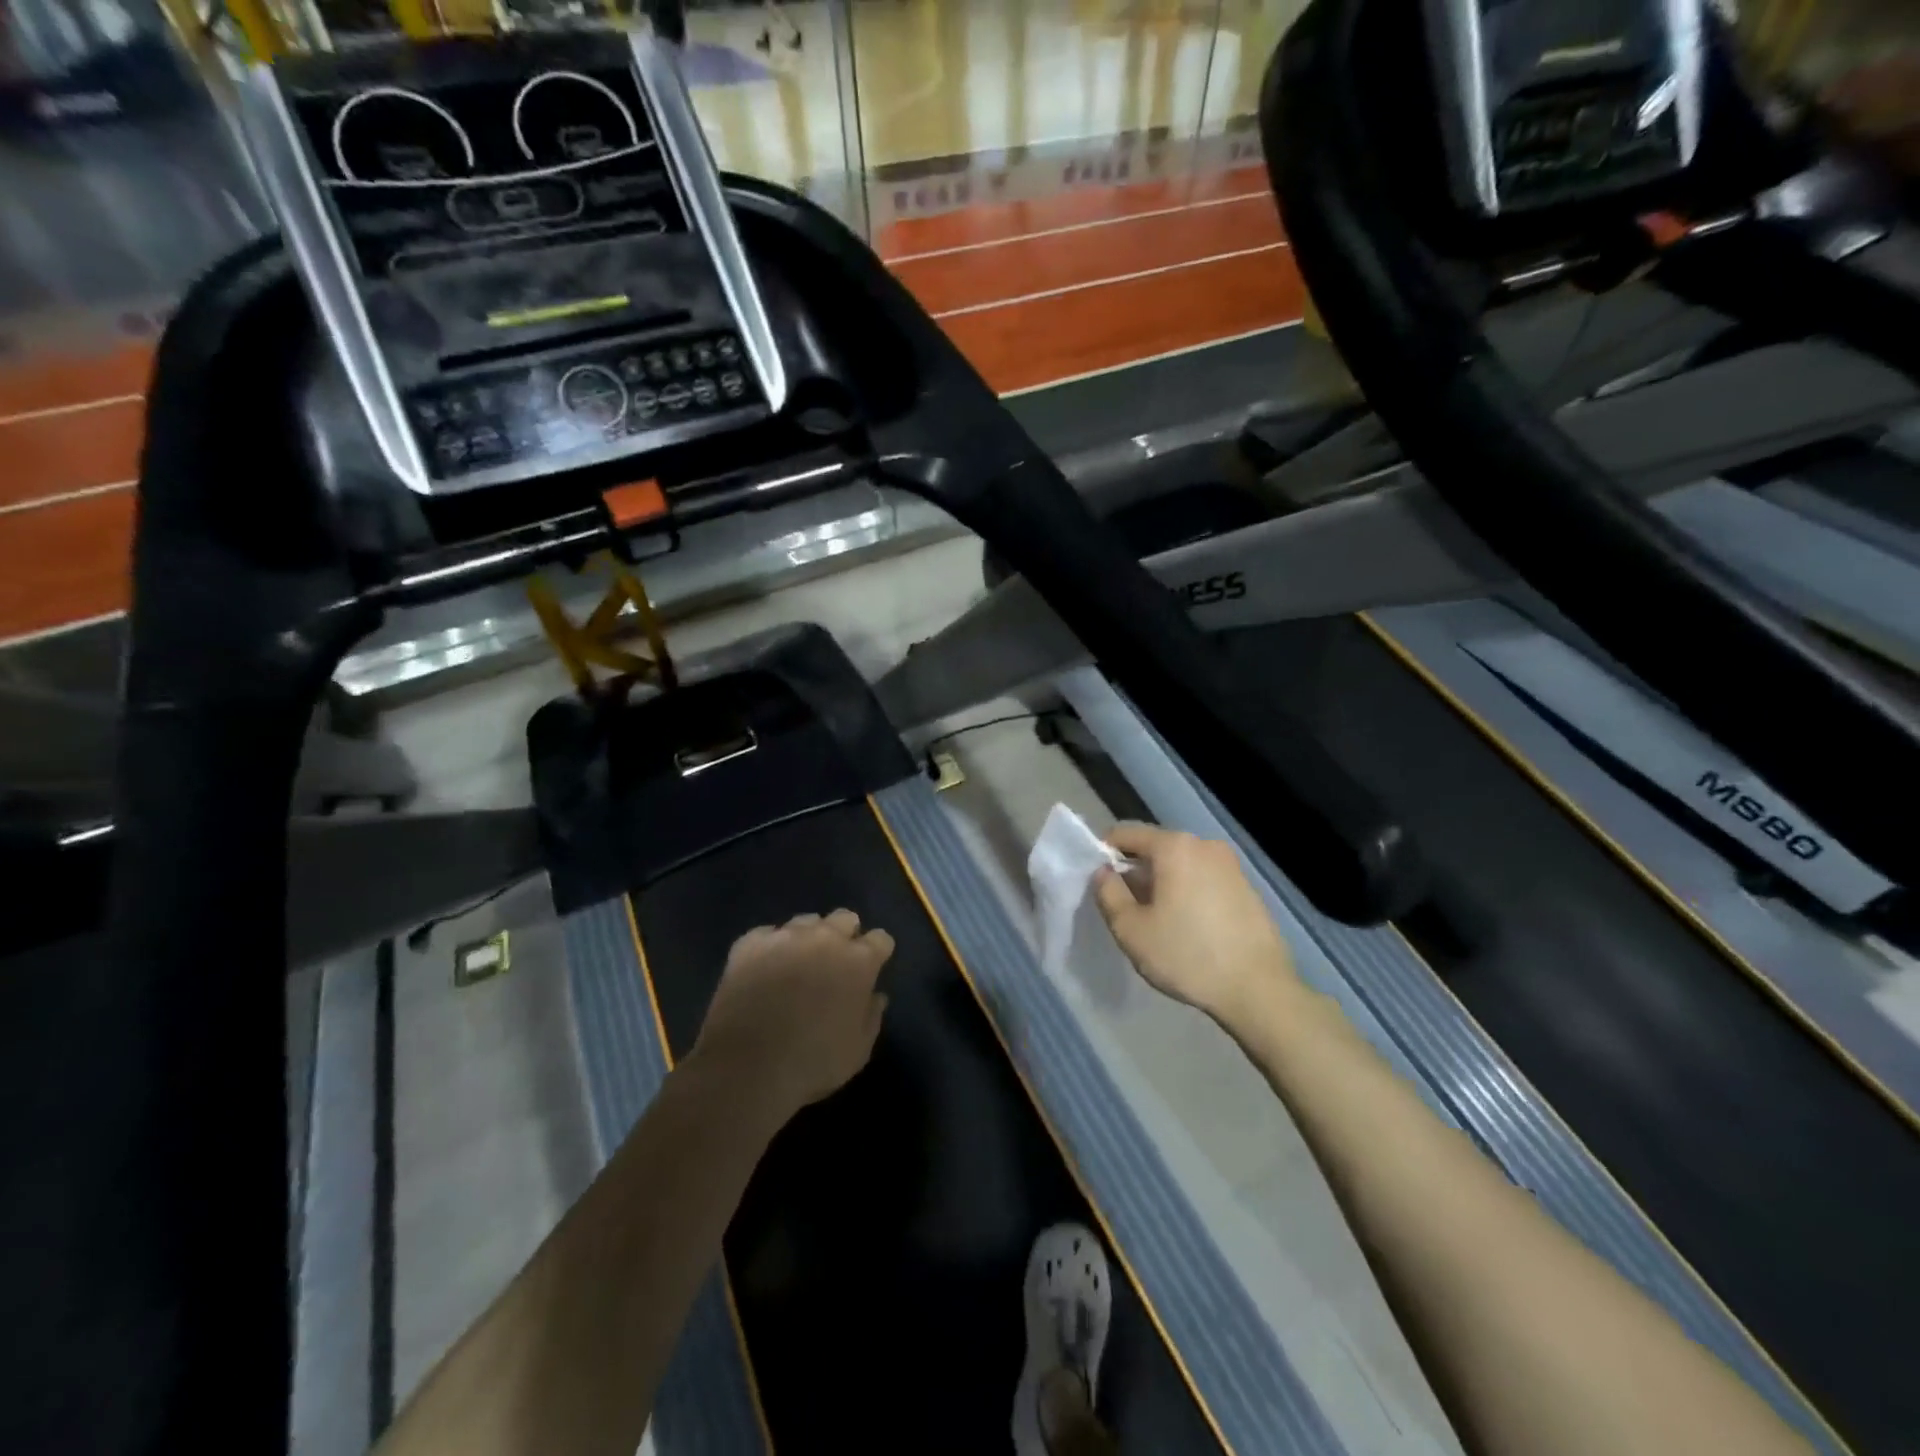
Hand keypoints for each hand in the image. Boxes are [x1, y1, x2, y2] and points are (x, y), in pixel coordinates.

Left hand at [691, 910, 894, 1122]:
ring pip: (806, 921)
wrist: (747, 1068)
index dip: (877, 953)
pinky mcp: (750, 943)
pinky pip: (768, 934)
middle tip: (835, 963)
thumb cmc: (813, 1063)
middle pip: (845, 918)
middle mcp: (826, 938)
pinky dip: (771, 947)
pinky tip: (764, 970)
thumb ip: (871, 1017)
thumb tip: (875, 996)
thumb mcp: (858, 1051)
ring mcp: (786, 936)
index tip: (870, 969)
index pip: (881, 939)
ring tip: (797, 964)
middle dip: (845, 935)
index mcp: (859, 961)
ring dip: (808, 937)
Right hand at [1094, 824, 1299, 1032]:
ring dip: (1164, 883)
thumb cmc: (1187, 955)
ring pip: (1182, 864)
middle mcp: (1204, 845)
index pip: (1126, 833)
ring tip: (1158, 920)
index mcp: (1174, 846)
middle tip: (1127, 907)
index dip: (1105, 853)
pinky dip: (1189, 892)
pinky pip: (1205, 879)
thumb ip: (1108, 893)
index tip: (1100, 883)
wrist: (1259, 989)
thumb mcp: (1131, 930)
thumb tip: (1103, 872)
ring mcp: (1231, 865)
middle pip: (1156, 847)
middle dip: (1137, 871)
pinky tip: (1190, 927)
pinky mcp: (1248, 887)